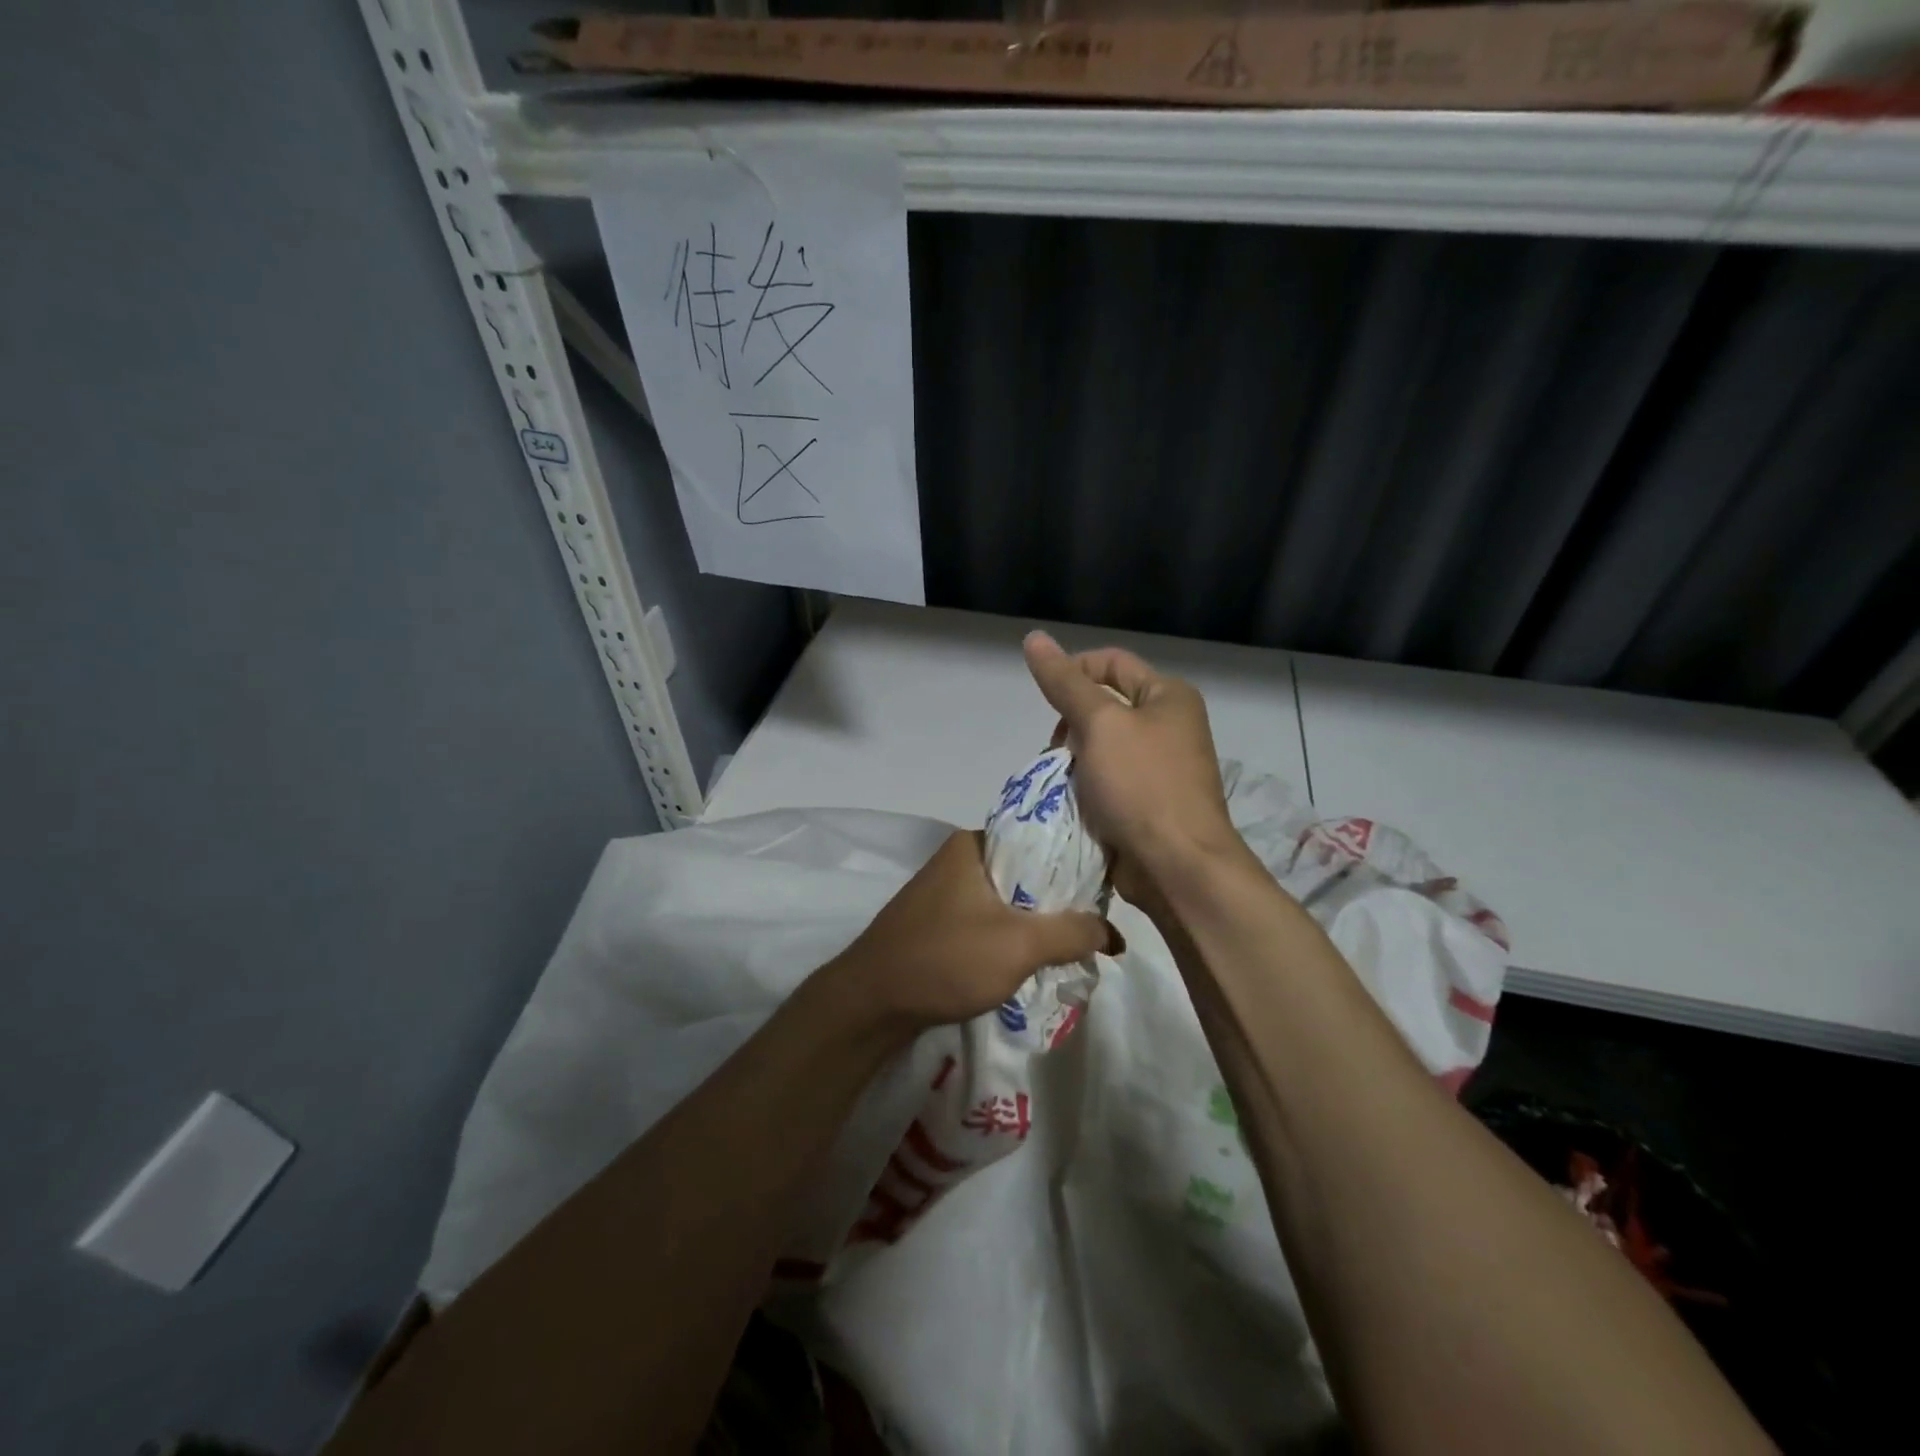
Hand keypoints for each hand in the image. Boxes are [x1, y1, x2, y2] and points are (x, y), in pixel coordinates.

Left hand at [828, 829, 1119, 1030]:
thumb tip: (1114, 934)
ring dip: (1037, 922)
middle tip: (1096, 923)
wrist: (871, 1002)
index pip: (1040, 838)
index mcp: (973, 843)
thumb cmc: (946, 959)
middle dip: (1060, 899)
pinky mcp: (939, 921)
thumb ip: (1072, 932)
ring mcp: (945, 891)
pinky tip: (1034, 957)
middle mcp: (958, 858)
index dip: (1076, 861)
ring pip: (1008, 899)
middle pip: (1026, 871)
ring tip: (1074, 943)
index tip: (1107, 888)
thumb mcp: (1020, 945)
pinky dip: (1012, 936)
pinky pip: (989, 920)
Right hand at [1023, 631, 1243, 908]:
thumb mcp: (1100, 724)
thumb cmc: (1142, 786)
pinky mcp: (1148, 803)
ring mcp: (1159, 767)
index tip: (1047, 705)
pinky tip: (1072, 805)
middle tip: (1057, 753)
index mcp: (1168, 696)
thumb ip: (1064, 683)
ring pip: (1098, 749)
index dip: (1072, 673)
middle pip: (1102, 707)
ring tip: (1063, 784)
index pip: (1109, 663)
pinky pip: (1105, 782)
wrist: (1177, 867)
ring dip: (1072, 763)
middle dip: (1070, 727)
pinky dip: (1084, 789)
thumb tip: (1033, 637)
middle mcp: (1168, 726)